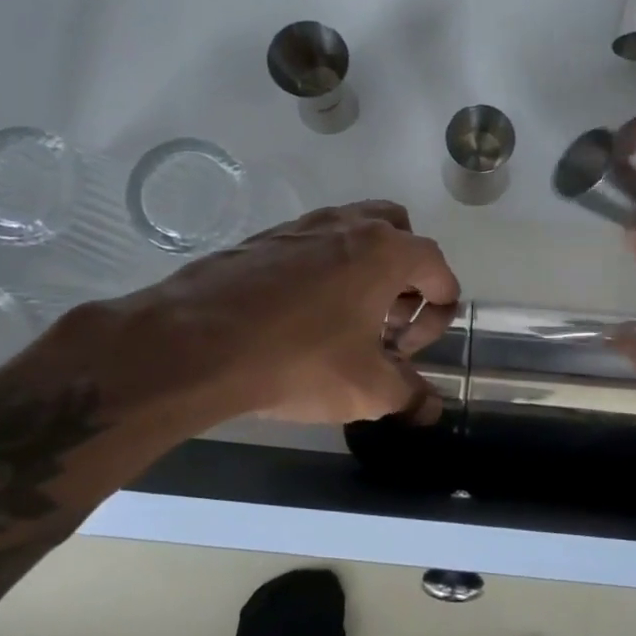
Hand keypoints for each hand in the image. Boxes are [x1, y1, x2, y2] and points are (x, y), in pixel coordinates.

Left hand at [76, 201, 460, 429]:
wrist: (195, 343)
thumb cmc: (298, 360)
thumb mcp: (366, 390)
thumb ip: (409, 396)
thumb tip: (430, 410)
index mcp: (387, 251)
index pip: (439, 270)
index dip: (437, 316)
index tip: (407, 352)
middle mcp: (351, 225)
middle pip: (401, 234)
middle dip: (406, 277)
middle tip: (387, 320)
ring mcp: (304, 225)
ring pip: (355, 232)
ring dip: (366, 269)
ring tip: (348, 317)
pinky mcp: (265, 237)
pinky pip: (314, 244)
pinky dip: (325, 269)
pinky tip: (302, 313)